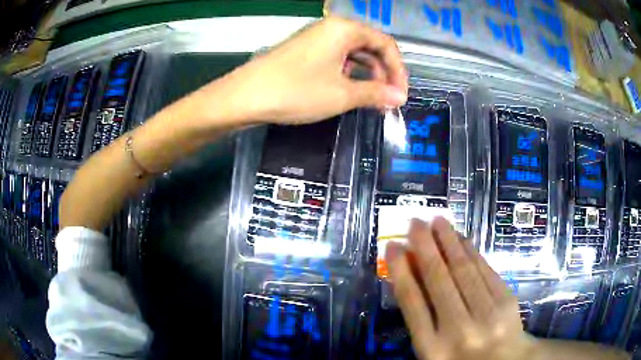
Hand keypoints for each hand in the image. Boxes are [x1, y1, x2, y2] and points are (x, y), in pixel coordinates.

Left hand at [206, 16, 407, 124]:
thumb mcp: (342, 94)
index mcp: (344, 29)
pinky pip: (336, 59)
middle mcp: (331, 28)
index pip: (385, 43)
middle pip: (370, 46)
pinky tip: (349, 90)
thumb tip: (399, 98)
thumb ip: (375, 93)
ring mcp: (316, 39)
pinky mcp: (305, 52)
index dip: (398, 69)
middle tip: (389, 98)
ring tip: (372, 98)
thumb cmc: (296, 91)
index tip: (401, 94)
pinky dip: (348, 74)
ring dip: (367, 74)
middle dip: (383, 72)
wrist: (245, 96)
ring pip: (353, 53)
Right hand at [385, 218, 536, 359]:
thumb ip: (423, 320)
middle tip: (415, 223)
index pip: (412, 303)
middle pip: (438, 281)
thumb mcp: (434, 352)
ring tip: (437, 221)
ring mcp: (487, 315)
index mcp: (432, 349)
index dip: (401, 271)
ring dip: (449, 241)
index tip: (392, 247)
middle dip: (424, 247)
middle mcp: (459, 331)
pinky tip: (462, 238)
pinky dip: (472, 252)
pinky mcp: (506, 301)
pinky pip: (485, 270)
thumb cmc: (462, 359)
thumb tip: (412, 276)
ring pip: (464, 270)